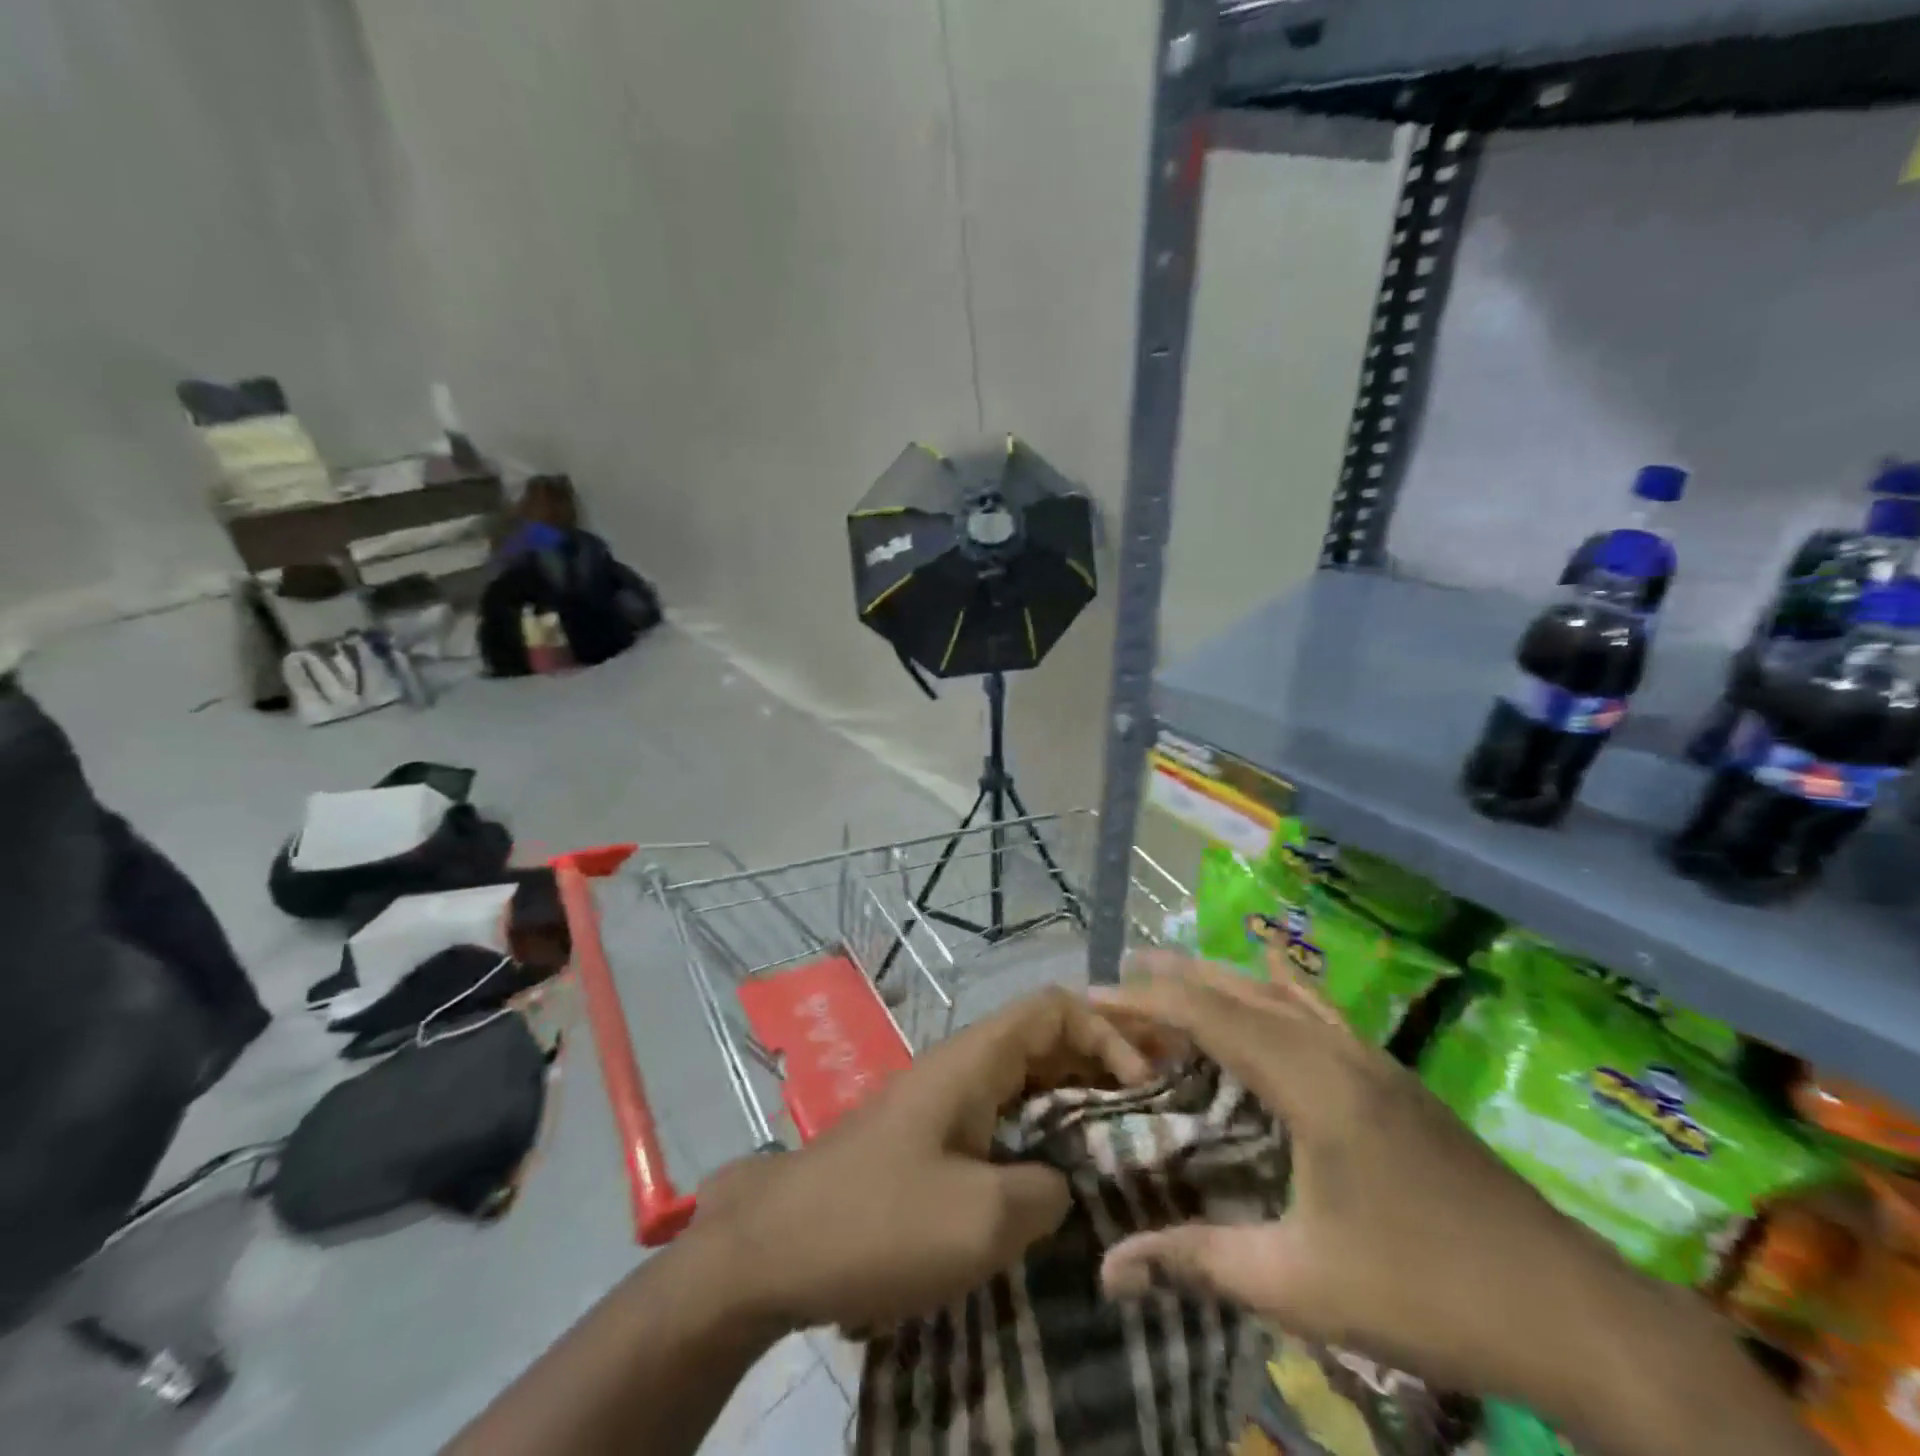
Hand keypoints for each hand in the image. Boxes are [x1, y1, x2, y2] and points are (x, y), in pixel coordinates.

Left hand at [689, 988, 1153, 1332]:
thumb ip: (1046, 1191)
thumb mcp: (983, 1220)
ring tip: (1123, 1135)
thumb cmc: (880, 1222)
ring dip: (1074, 1096)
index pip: (1053, 1008)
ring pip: (1025, 1076)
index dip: (1106, 1032)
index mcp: (974, 1060)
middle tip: (1155, 1104)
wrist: (776, 1248)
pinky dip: (1042, 1128)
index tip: (1141, 1088)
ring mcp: (944, 1100)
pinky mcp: (932, 1136)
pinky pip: (1003, 1114)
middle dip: (1100, 1059)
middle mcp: (962, 1065)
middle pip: (1044, 1036)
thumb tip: (1064, 1182)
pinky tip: (1062, 1171)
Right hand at [1094, 951, 1663, 1411]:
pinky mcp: (1392, 1076)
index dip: (1146, 1000)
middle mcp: (1336, 1051)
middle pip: (1240, 991)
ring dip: (1222, 978)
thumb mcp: (1301, 1285)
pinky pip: (1319, 1008)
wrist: (1574, 1314)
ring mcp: (1370, 1059)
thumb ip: (1198, 1264)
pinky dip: (1281, 985)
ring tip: (1173, 970)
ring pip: (1279, 993)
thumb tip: (1107, 1269)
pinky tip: (1274, 974)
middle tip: (1120, 975)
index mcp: (1309, 1083)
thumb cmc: (1427, 1293)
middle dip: (1176, 977)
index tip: (1093, 995)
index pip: (1209, 1016)